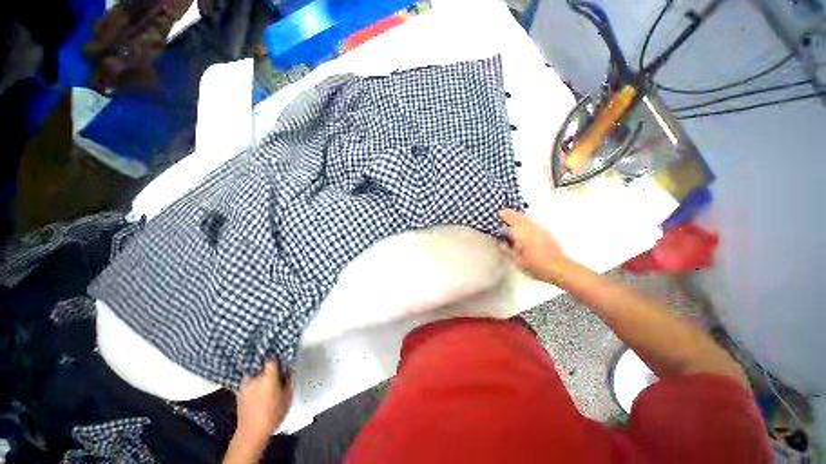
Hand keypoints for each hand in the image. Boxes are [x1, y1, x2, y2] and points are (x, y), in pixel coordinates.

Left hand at [235, 361, 291, 442]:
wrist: (251, 434)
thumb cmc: (272, 416)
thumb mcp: (287, 398)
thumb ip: (288, 382)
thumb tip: (288, 373)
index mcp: (268, 378)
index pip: (271, 360)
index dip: (277, 360)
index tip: (281, 361)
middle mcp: (255, 379)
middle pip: (261, 366)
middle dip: (268, 368)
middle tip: (275, 371)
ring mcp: (244, 386)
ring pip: (253, 373)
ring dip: (259, 374)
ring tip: (265, 379)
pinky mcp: (238, 393)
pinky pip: (247, 382)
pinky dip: (252, 382)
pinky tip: (256, 388)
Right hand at [499, 209, 565, 281]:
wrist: (559, 268)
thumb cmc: (536, 266)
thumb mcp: (516, 260)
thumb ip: (506, 249)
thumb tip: (499, 240)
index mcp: (521, 233)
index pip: (509, 220)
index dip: (502, 216)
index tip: (496, 214)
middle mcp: (530, 227)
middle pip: (518, 216)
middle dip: (509, 213)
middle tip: (502, 213)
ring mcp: (540, 228)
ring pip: (526, 217)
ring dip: (518, 215)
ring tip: (512, 216)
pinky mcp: (546, 231)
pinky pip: (533, 221)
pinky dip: (526, 220)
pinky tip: (524, 224)